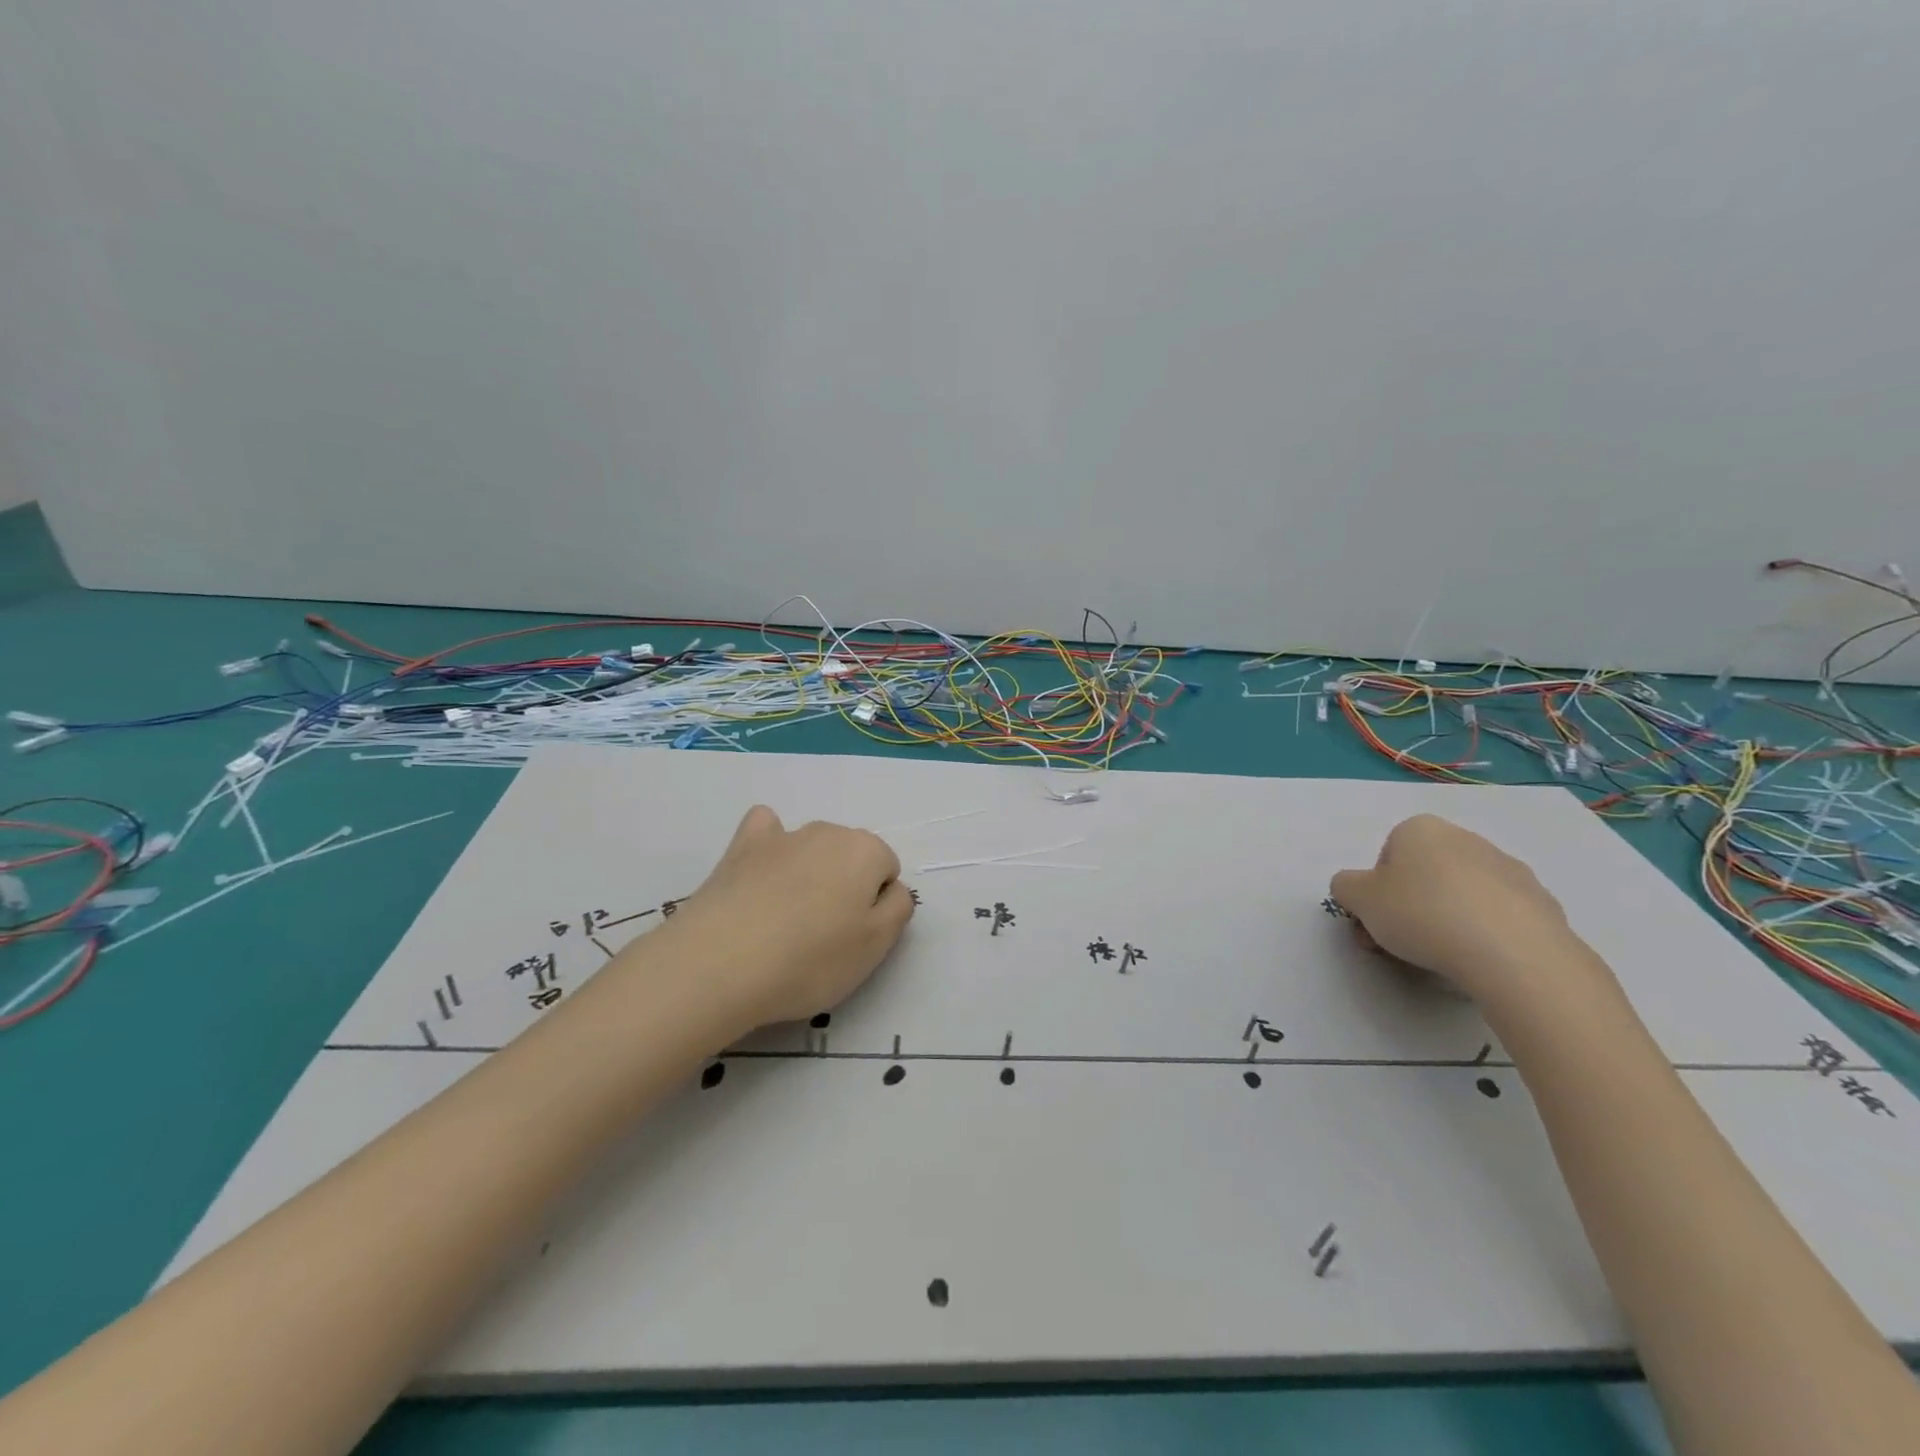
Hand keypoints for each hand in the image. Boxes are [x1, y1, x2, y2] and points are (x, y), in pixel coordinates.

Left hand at [660, 805, 914, 1031]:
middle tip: (822, 937)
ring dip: (809, 874)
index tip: (853, 938)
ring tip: (785, 922)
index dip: (875, 907)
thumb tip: (890, 889)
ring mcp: (782, 835)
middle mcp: (828, 831)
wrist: (720, 963)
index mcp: (866, 851)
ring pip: (812, 848)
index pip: (887, 871)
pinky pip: (766, 831)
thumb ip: (898, 908)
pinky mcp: (741, 847)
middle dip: (844, 887)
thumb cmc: (810, 960)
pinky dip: (769, 846)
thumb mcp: (876, 946)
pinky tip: (760, 874)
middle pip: (850, 857)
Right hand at [1329, 814, 1594, 1006]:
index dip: (1377, 891)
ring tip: (1442, 957)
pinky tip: (1480, 959)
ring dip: (1447, 918)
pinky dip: (1485, 933)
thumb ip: (1346, 886)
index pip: (1387, 856)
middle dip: (1410, 905)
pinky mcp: (1542, 903)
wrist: (1512, 954)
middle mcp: (1465, 839)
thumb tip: (1356, 888)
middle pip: (1425, 874)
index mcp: (1420, 829)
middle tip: (1401, 944)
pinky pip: (1498, 916)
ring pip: (1462, 894)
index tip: (1377, 921)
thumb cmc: (1421, 914)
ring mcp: (1509, 869)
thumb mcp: (1358, 898)